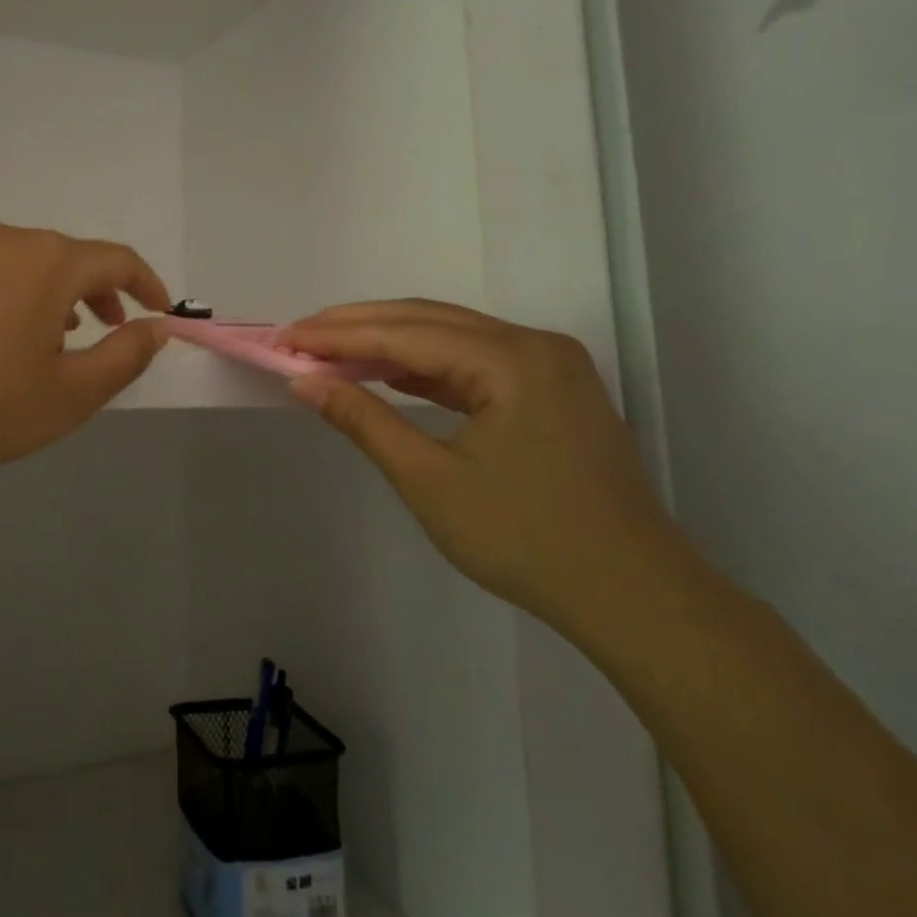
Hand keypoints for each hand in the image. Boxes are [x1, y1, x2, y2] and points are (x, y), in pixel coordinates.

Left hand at [0, 224, 171, 485]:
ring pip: (18, 263)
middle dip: (96, 291)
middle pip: (66, 256)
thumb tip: (155, 328)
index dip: (146, 284)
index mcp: (48, 263)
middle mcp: (2, 241)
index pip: (116, 259)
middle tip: (103, 329)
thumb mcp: (70, 395)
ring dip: (46, 293)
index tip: (157, 311)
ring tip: (45, 337)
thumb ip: (124, 357)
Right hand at [282, 301, 695, 635]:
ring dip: (389, 342)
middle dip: (357, 327)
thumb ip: (363, 420)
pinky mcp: (552, 389)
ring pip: (451, 335)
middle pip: (427, 320)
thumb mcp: (429, 480)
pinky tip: (389, 373)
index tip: (284, 339)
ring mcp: (549, 365)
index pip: (403, 333)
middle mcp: (533, 344)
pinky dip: (425, 365)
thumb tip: (304, 382)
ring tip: (331, 352)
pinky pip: (474, 360)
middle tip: (299, 338)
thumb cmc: (525, 539)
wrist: (633, 597)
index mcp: (510, 360)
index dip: (337, 335)